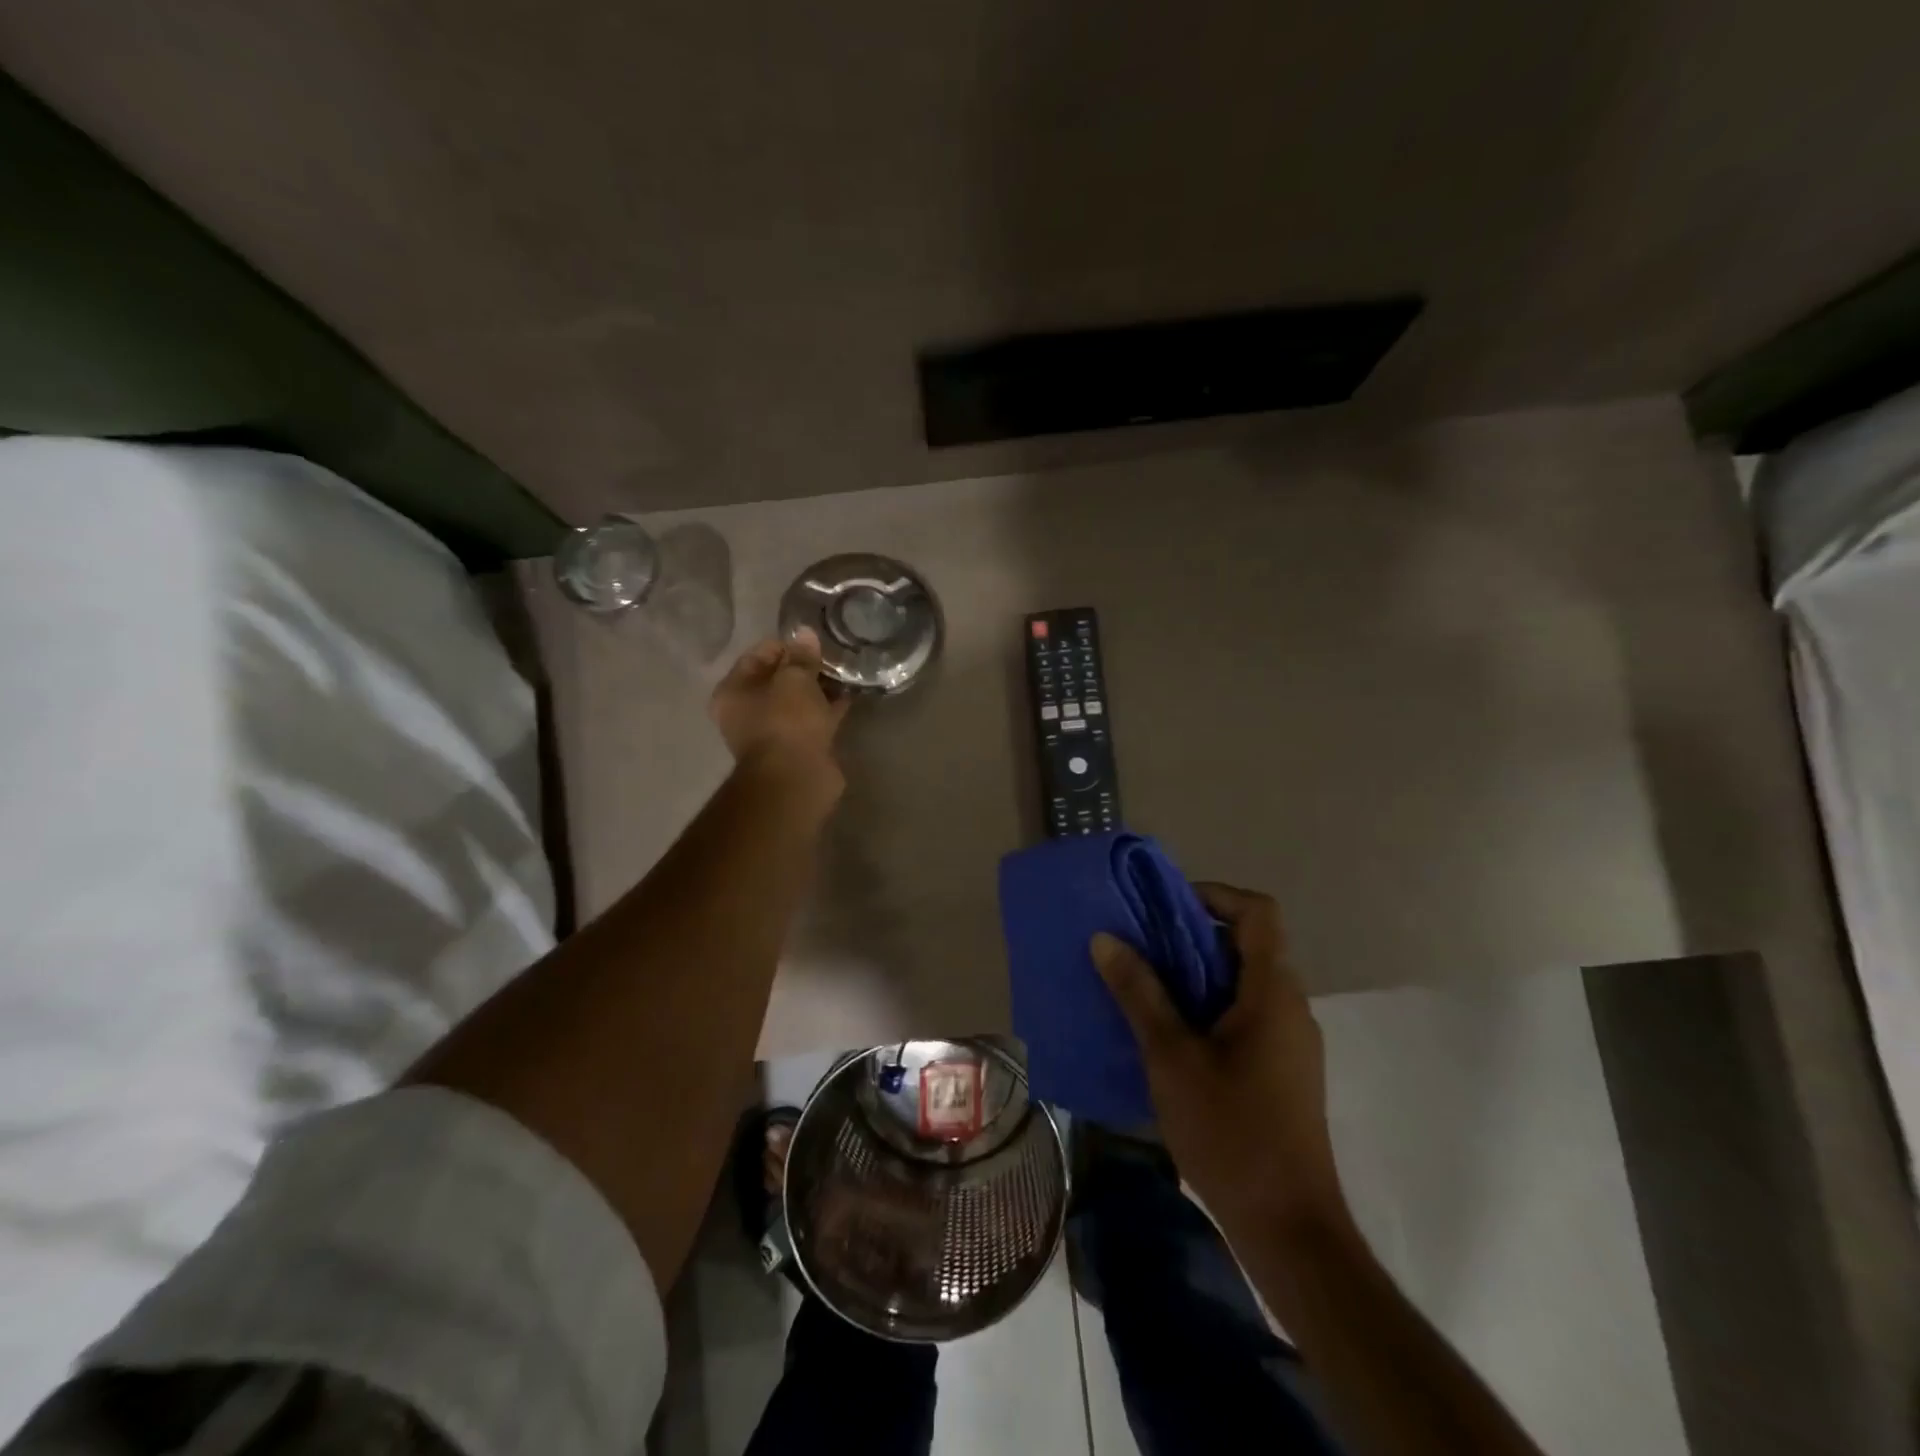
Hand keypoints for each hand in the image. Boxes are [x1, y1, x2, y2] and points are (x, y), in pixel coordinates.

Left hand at [709, 629, 849, 785]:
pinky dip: (828, 709)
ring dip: (819, 688)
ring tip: (845, 673)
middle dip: (805, 668)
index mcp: (733, 691)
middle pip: (778, 679)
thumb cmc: (786, 721)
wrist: (797, 778)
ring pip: (798, 701)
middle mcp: (747, 711)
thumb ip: (801, 656)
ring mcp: (773, 732)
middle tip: (833, 657)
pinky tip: (850, 695)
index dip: (787, 645)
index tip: (815, 643)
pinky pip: (813, 720)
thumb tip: (805, 634)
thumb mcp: (795, 679)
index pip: (759, 655)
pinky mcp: (797, 747)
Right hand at [1091, 883, 1348, 1235]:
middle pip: (1246, 945)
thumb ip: (1139, 992)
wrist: (1289, 1229)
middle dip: (1191, 937)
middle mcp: (1290, 1006)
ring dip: (1196, 975)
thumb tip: (1105, 938)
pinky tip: (1167, 1035)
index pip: (1258, 911)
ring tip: (1144, 987)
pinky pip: (1245, 1015)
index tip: (1164, 908)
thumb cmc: (1231, 1133)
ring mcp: (1290, 1041)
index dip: (1214, 895)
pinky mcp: (1283, 1070)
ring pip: (1243, 982)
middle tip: (1139, 947)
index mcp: (1272, 992)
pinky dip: (1208, 1008)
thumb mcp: (1171, 1057)